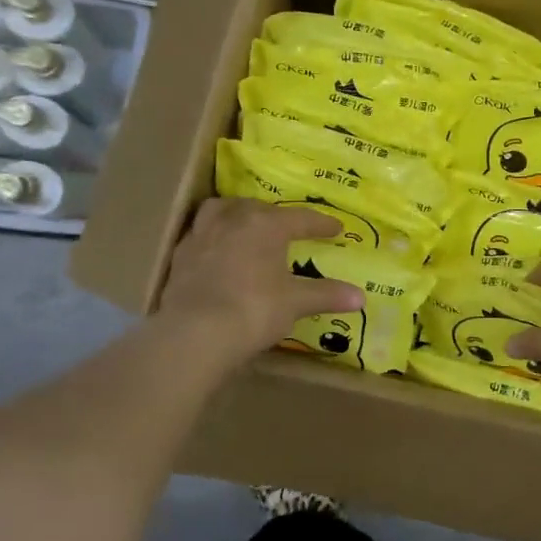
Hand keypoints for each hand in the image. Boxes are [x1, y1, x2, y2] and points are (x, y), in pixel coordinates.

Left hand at [158, 199, 363, 364]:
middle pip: (257, 208)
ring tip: (245, 224)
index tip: (336, 229)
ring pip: (221, 211)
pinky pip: (200, 235)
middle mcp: (232, 220)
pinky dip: (214, 238)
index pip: (300, 219)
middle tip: (288, 227)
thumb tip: (360, 297)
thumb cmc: (254, 309)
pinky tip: (218, 252)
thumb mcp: (295, 303)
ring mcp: (201, 235)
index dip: (321, 225)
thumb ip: (326, 295)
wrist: (195, 332)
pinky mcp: (180, 257)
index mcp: (266, 224)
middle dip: (275, 215)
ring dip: (236, 214)